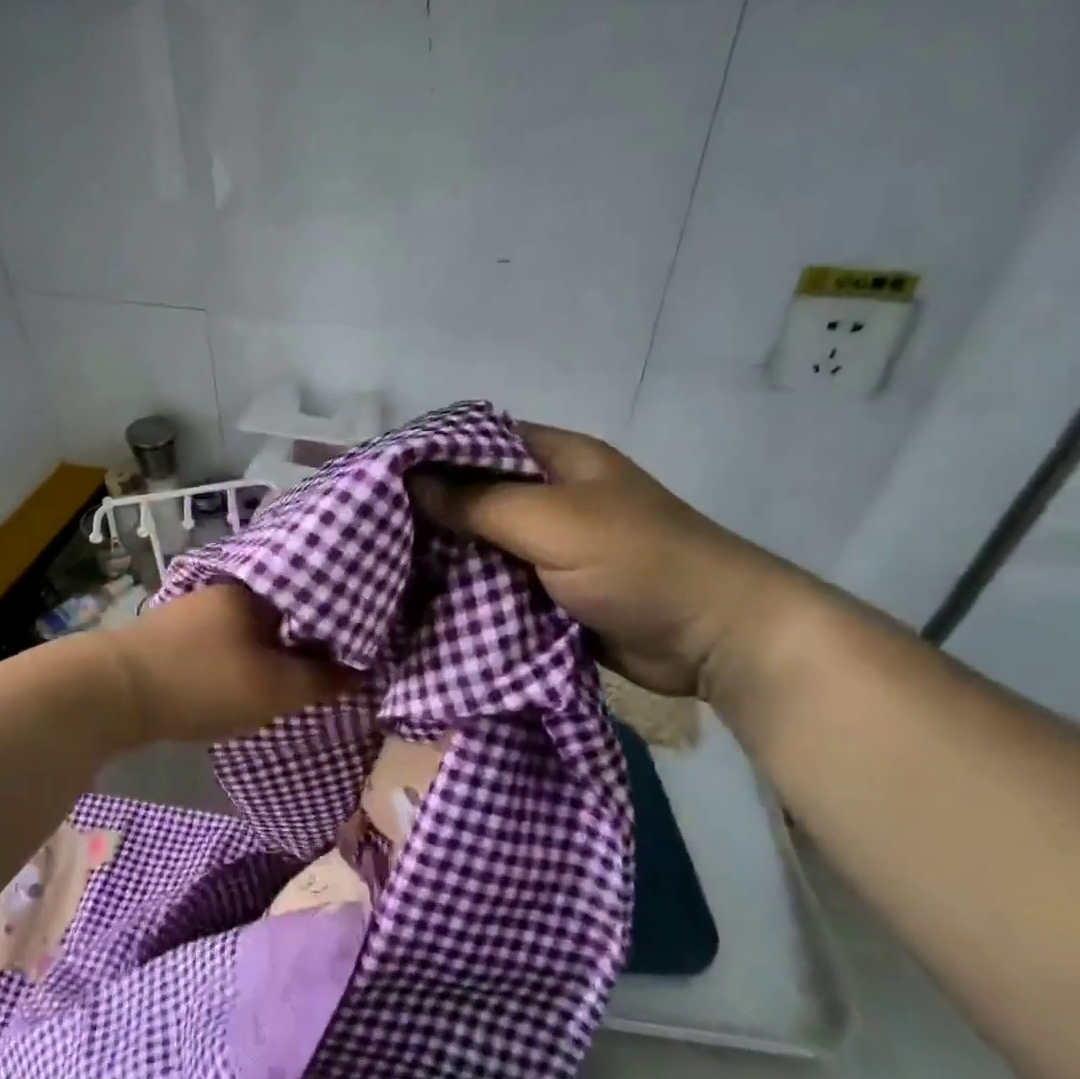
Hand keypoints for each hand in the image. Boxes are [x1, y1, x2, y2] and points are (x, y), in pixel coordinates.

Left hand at [103, 583, 350, 744]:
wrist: (111, 693)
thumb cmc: (203, 682)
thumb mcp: (274, 688)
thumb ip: (321, 680)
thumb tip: (360, 671)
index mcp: (255, 589)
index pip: (313, 595)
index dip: (340, 624)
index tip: (361, 649)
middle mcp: (225, 590)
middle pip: (281, 612)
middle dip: (305, 639)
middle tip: (332, 669)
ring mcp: (194, 610)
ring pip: (251, 628)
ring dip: (272, 651)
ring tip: (296, 677)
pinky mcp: (172, 636)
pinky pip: (224, 642)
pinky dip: (243, 659)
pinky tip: (248, 677)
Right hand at [411, 424, 810, 699]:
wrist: (713, 637)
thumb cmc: (638, 562)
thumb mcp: (554, 522)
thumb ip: (480, 503)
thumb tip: (410, 483)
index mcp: (555, 459)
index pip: (475, 441)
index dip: (426, 454)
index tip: (373, 477)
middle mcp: (548, 495)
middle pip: (472, 493)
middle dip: (425, 511)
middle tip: (366, 528)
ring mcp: (549, 545)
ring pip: (479, 541)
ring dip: (441, 554)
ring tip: (379, 566)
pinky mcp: (549, 589)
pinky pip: (494, 581)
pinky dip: (464, 588)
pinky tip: (419, 599)